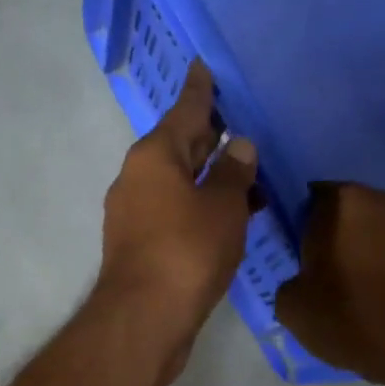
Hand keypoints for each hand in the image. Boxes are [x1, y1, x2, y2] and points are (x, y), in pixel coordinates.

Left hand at [95, 60, 257, 385]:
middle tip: (241, 125)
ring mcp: (134, 215)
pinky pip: (175, 214)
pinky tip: (228, 219)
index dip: (200, 90)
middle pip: (179, 148)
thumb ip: (233, 172)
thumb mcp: (222, 206)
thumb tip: (238, 147)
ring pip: (179, 185)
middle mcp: (137, 179)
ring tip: (250, 178)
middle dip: (210, 139)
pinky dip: (200, 210)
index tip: (203, 66)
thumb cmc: (187, 252)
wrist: (145, 319)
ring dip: (210, 181)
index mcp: (154, 156)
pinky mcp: (140, 247)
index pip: (185, 111)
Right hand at [274, 183, 384, 385]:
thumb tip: (305, 280)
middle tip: (326, 278)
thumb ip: (290, 280)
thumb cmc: (350, 317)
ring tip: (359, 293)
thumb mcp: (291, 307)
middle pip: (347, 213)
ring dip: (366, 252)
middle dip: (336, 238)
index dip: (301, 229)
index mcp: (342, 201)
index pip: (310, 200)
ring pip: (378, 232)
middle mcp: (383, 199)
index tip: (300, 259)